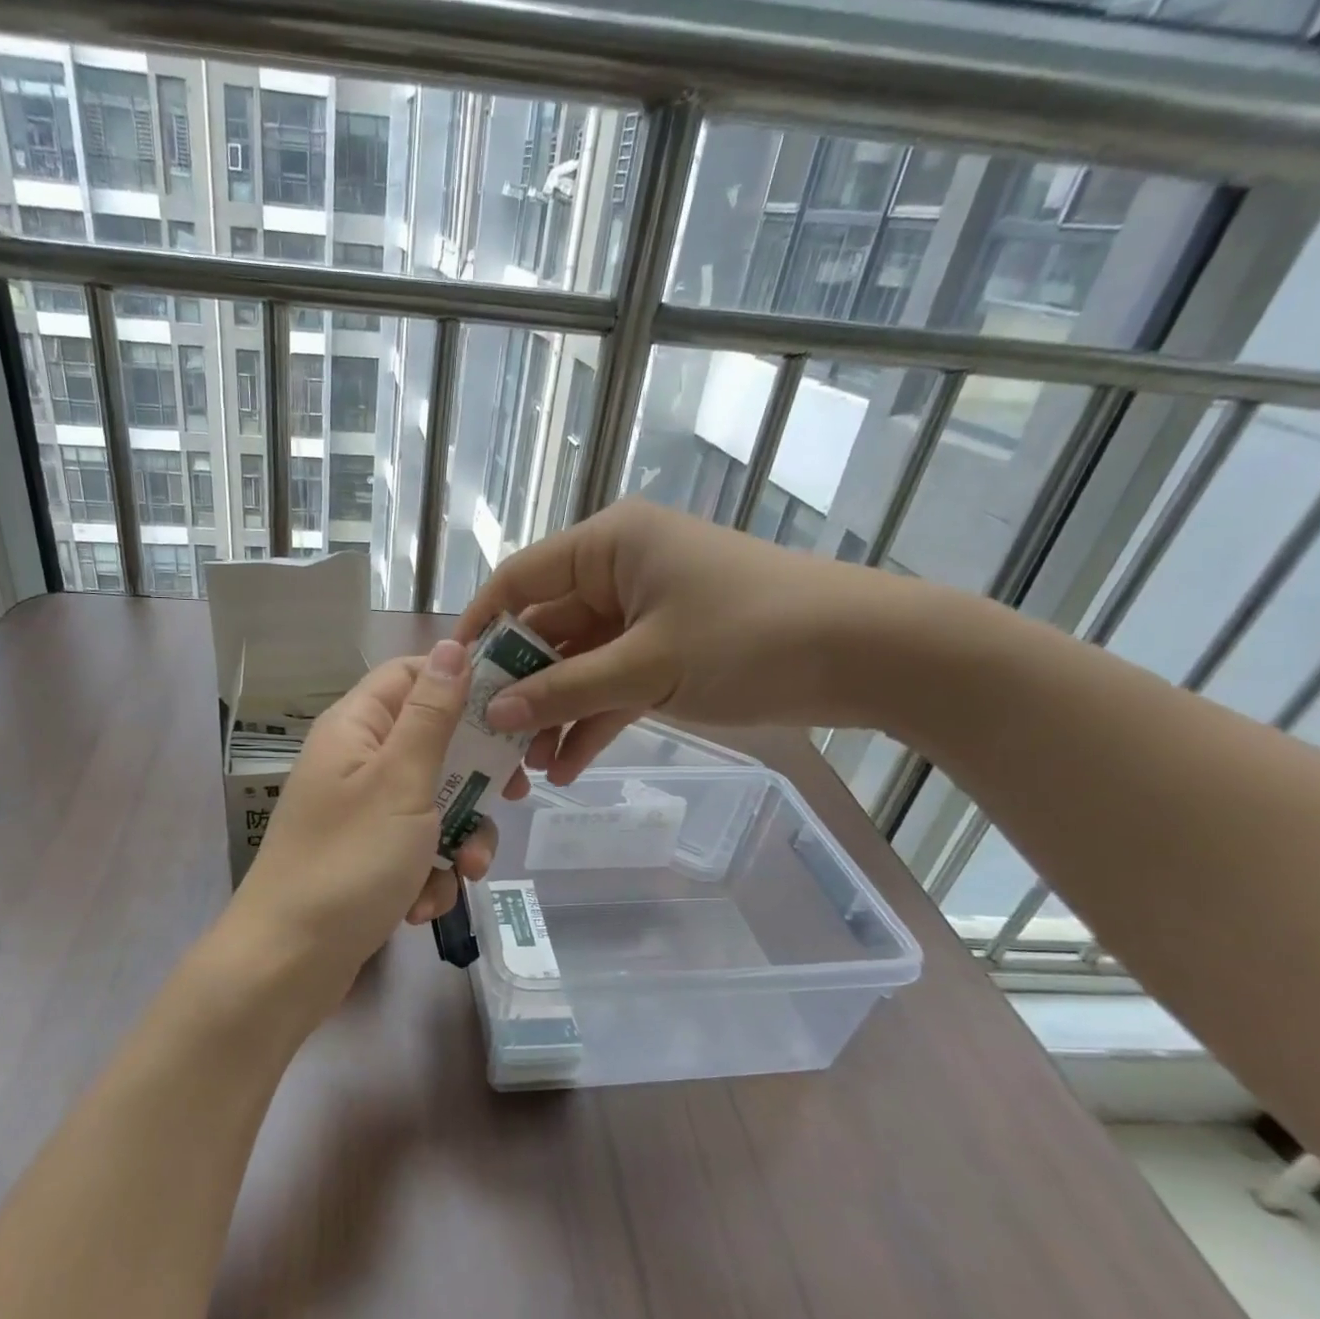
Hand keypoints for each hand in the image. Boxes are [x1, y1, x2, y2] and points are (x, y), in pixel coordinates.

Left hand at [223, 640, 499, 1024]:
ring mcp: (364, 812)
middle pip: (434, 743)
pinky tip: (421, 906)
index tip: (512, 705)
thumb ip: (432, 715)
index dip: (462, 681)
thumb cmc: (349, 861)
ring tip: (464, 873)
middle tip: (511, 796)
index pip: (413, 674)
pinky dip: (430, 874)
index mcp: (357, 727)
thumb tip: (453, 648)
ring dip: (459, 838)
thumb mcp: (401, 781)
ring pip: (435, 802)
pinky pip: (418, 848)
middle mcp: (358, 761)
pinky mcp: (370, 857)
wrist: (288, 964)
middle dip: (475, 778)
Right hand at [455, 499, 919, 783]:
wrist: (867, 655)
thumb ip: (565, 689)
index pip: (521, 580)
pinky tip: (570, 769)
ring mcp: (645, 615)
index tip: (452, 678)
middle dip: (522, 689)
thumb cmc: (750, 636)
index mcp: (609, 546)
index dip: (482, 627)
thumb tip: (495, 714)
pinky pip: (615, 685)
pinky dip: (594, 721)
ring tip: (530, 771)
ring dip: (556, 715)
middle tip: (492, 742)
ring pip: (580, 665)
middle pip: (548, 630)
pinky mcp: (670, 653)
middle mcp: (620, 573)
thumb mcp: (647, 666)